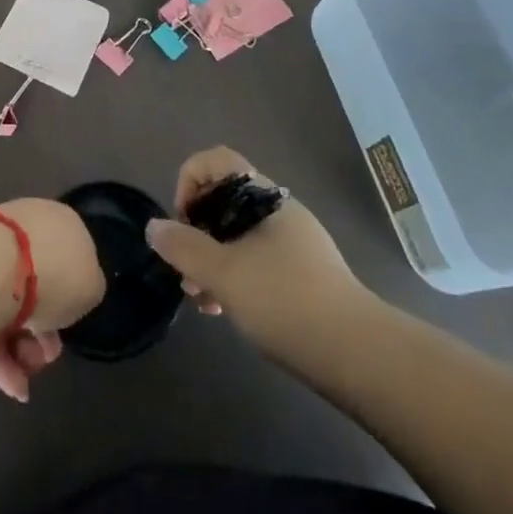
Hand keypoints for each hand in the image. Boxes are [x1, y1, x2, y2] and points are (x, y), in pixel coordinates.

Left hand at [0, 197, 103, 403]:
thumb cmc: (56, 272)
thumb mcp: (92, 285)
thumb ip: (86, 287)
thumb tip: (71, 292)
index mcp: (59, 223)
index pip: (69, 259)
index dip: (72, 298)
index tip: (70, 325)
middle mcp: (25, 231)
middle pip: (38, 285)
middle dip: (44, 330)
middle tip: (46, 357)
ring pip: (11, 307)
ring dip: (22, 348)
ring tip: (25, 375)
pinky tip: (12, 384)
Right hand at [145, 147, 363, 367]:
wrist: (358, 353)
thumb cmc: (286, 301)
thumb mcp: (225, 274)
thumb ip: (185, 248)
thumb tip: (154, 226)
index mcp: (264, 196)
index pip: (216, 160)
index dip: (189, 181)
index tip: (183, 223)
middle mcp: (279, 210)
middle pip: (224, 198)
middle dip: (196, 229)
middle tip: (185, 269)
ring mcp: (293, 242)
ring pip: (238, 234)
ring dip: (212, 258)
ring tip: (200, 299)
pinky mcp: (302, 274)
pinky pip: (255, 259)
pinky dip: (234, 275)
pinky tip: (224, 310)